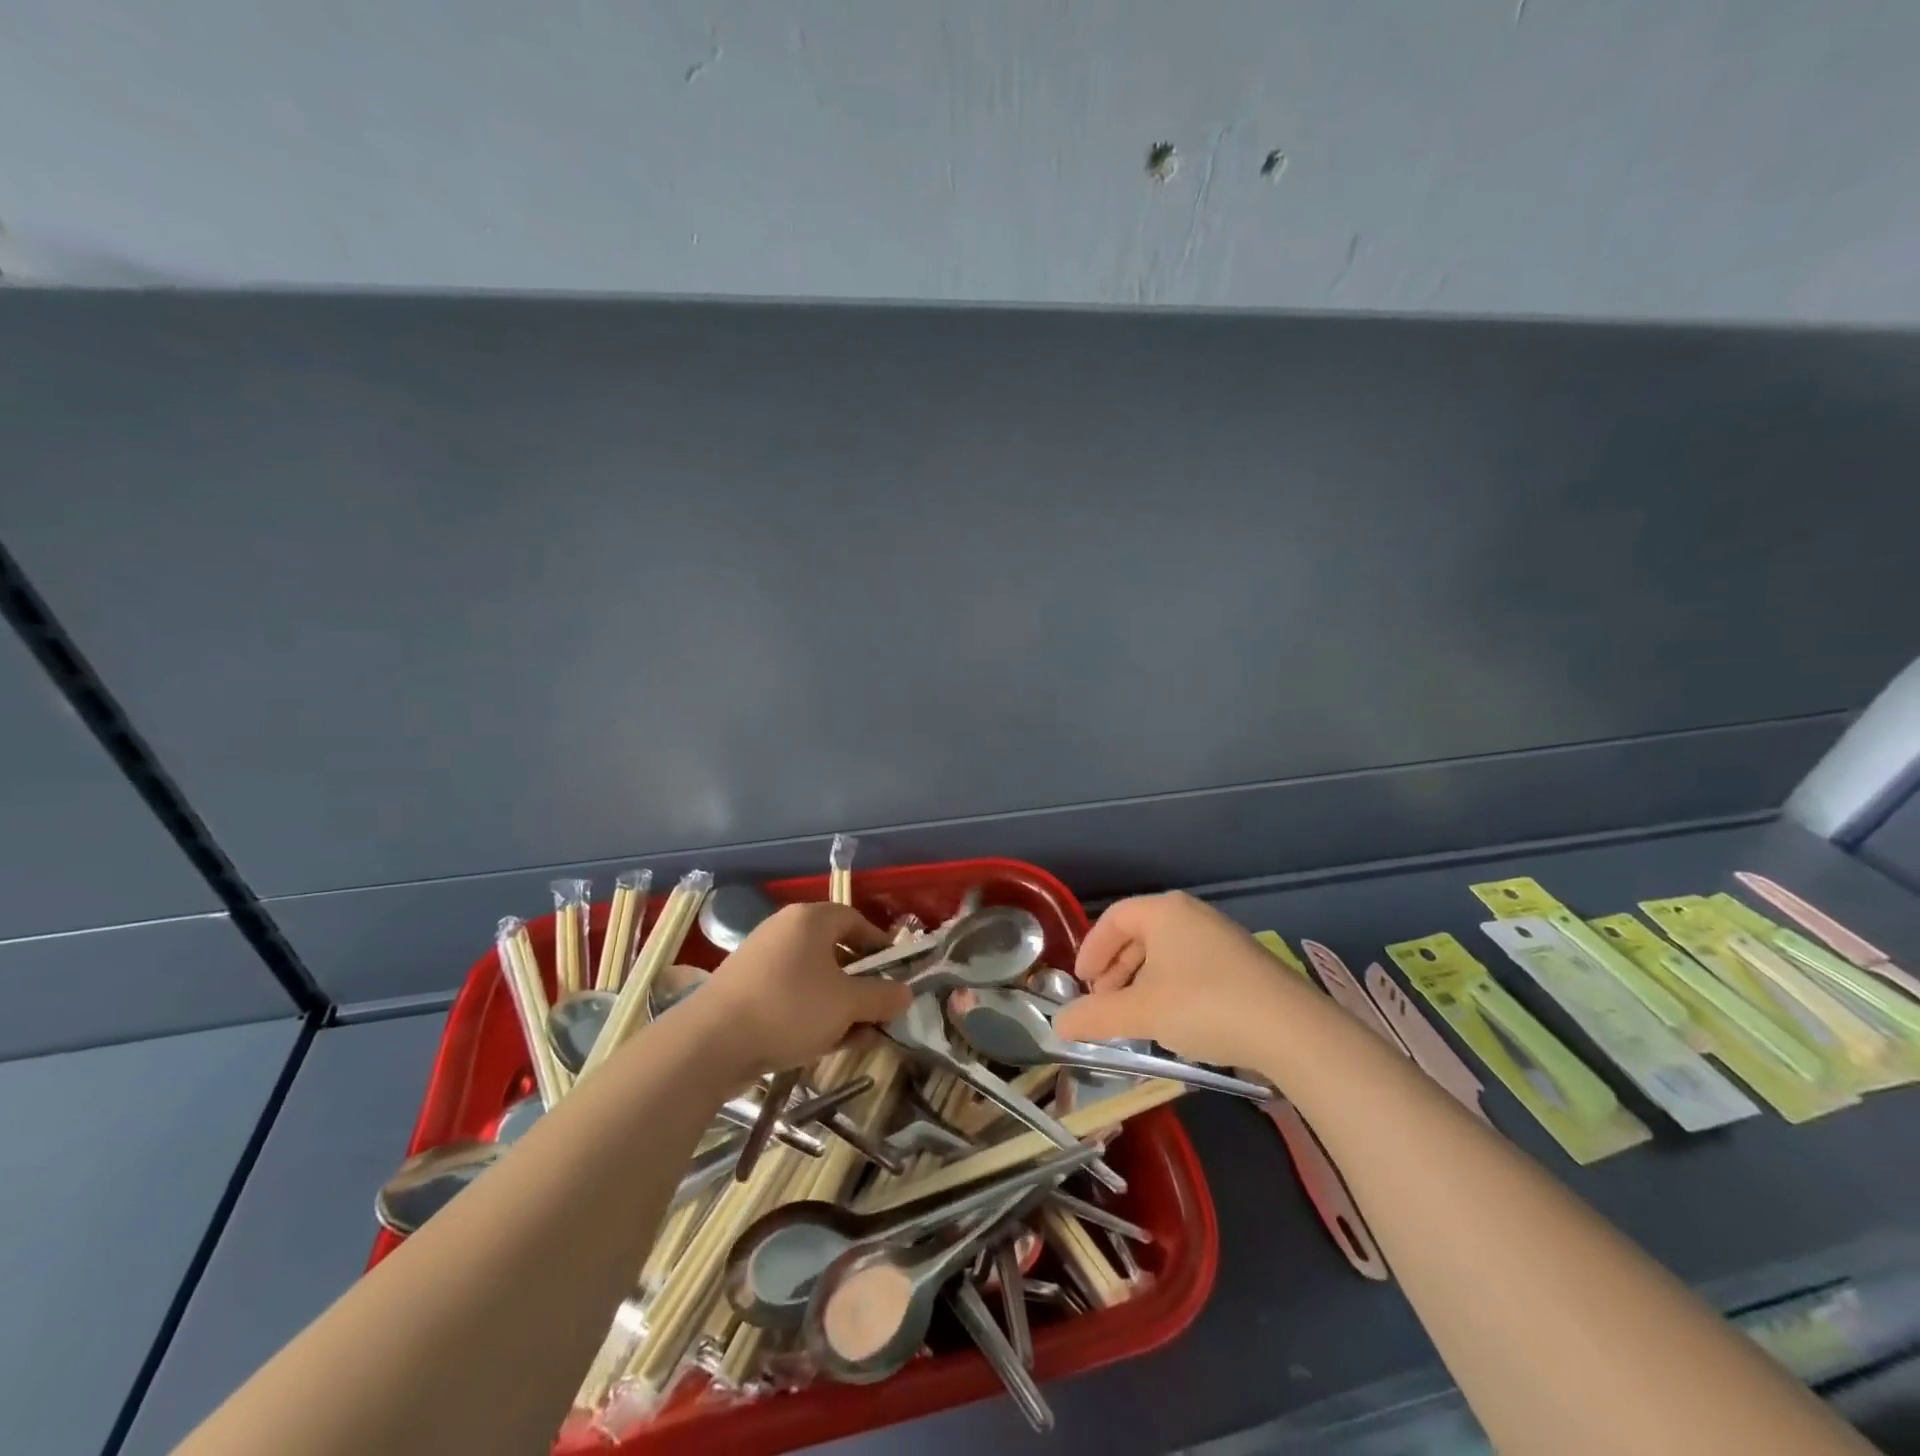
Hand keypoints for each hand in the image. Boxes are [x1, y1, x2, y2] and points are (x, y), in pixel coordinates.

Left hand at [697, 902, 912, 1072]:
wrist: (710, 1043)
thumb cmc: (790, 1009)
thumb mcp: (848, 1005)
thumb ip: (882, 996)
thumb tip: (905, 992)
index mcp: (810, 919)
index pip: (856, 920)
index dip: (880, 945)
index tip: (895, 974)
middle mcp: (784, 930)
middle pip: (835, 950)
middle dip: (860, 984)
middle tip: (877, 1012)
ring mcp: (761, 959)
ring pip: (813, 977)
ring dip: (838, 1005)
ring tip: (854, 1038)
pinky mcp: (744, 988)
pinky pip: (790, 994)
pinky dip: (810, 1013)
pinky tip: (820, 1044)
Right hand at [1052, 892, 1301, 1067]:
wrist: (1291, 1030)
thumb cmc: (1204, 1005)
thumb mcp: (1142, 1013)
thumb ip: (1096, 1016)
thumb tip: (1057, 1025)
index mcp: (1165, 912)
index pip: (1114, 918)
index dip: (1091, 949)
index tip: (1080, 983)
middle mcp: (1192, 915)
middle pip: (1139, 935)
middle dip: (1115, 970)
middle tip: (1103, 1003)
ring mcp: (1222, 938)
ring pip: (1166, 954)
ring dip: (1141, 982)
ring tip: (1135, 1018)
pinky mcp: (1243, 965)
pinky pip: (1191, 967)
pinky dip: (1170, 988)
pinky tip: (1173, 1022)